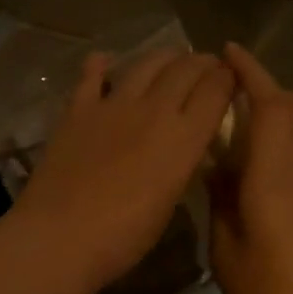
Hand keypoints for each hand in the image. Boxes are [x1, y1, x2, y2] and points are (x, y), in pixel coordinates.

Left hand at [11, 47, 236, 293]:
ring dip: (163, 57)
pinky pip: (91, 76)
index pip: (216, 91)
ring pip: (145, 64)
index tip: (231, 76)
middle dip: (201, 62)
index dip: (227, 77)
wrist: (61, 234)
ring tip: (170, 58)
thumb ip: (182, 162)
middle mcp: (154, 110)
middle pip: (185, 69)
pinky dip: (100, 65)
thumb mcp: (170, 200)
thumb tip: (184, 142)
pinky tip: (104, 60)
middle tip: (206, 64)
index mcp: (183, 137)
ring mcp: (113, 104)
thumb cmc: (124, 236)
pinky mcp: (78, 108)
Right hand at [210, 44, 292, 293]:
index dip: (250, 74)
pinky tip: (256, 158)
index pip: (269, 106)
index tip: (227, 52)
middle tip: (227, 87)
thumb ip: (221, 197)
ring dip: (277, 108)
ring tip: (238, 117)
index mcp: (275, 177)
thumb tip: (215, 165)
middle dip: (265, 85)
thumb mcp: (226, 248)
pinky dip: (284, 134)